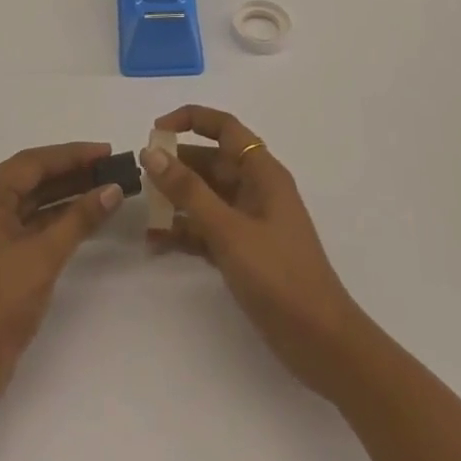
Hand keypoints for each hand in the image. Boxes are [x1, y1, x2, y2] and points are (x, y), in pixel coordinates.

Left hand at [0, 141, 123, 399]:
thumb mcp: (43, 256)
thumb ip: (79, 218)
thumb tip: (112, 189)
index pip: (32, 163)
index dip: (72, 154)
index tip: (107, 151)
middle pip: (30, 179)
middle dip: (71, 173)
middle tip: (111, 167)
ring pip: (30, 202)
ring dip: (65, 195)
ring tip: (105, 187)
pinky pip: (27, 224)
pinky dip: (54, 219)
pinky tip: (84, 217)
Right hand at [144, 107, 367, 400]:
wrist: (320, 341)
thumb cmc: (279, 275)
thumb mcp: (229, 230)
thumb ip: (189, 191)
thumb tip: (153, 152)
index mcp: (263, 173)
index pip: (225, 128)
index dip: (191, 119)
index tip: (156, 130)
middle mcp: (256, 189)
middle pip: (211, 162)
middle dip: (176, 164)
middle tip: (139, 176)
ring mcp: (250, 222)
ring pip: (206, 196)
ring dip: (176, 200)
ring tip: (142, 211)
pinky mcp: (244, 252)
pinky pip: (207, 229)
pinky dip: (184, 231)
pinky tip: (155, 242)